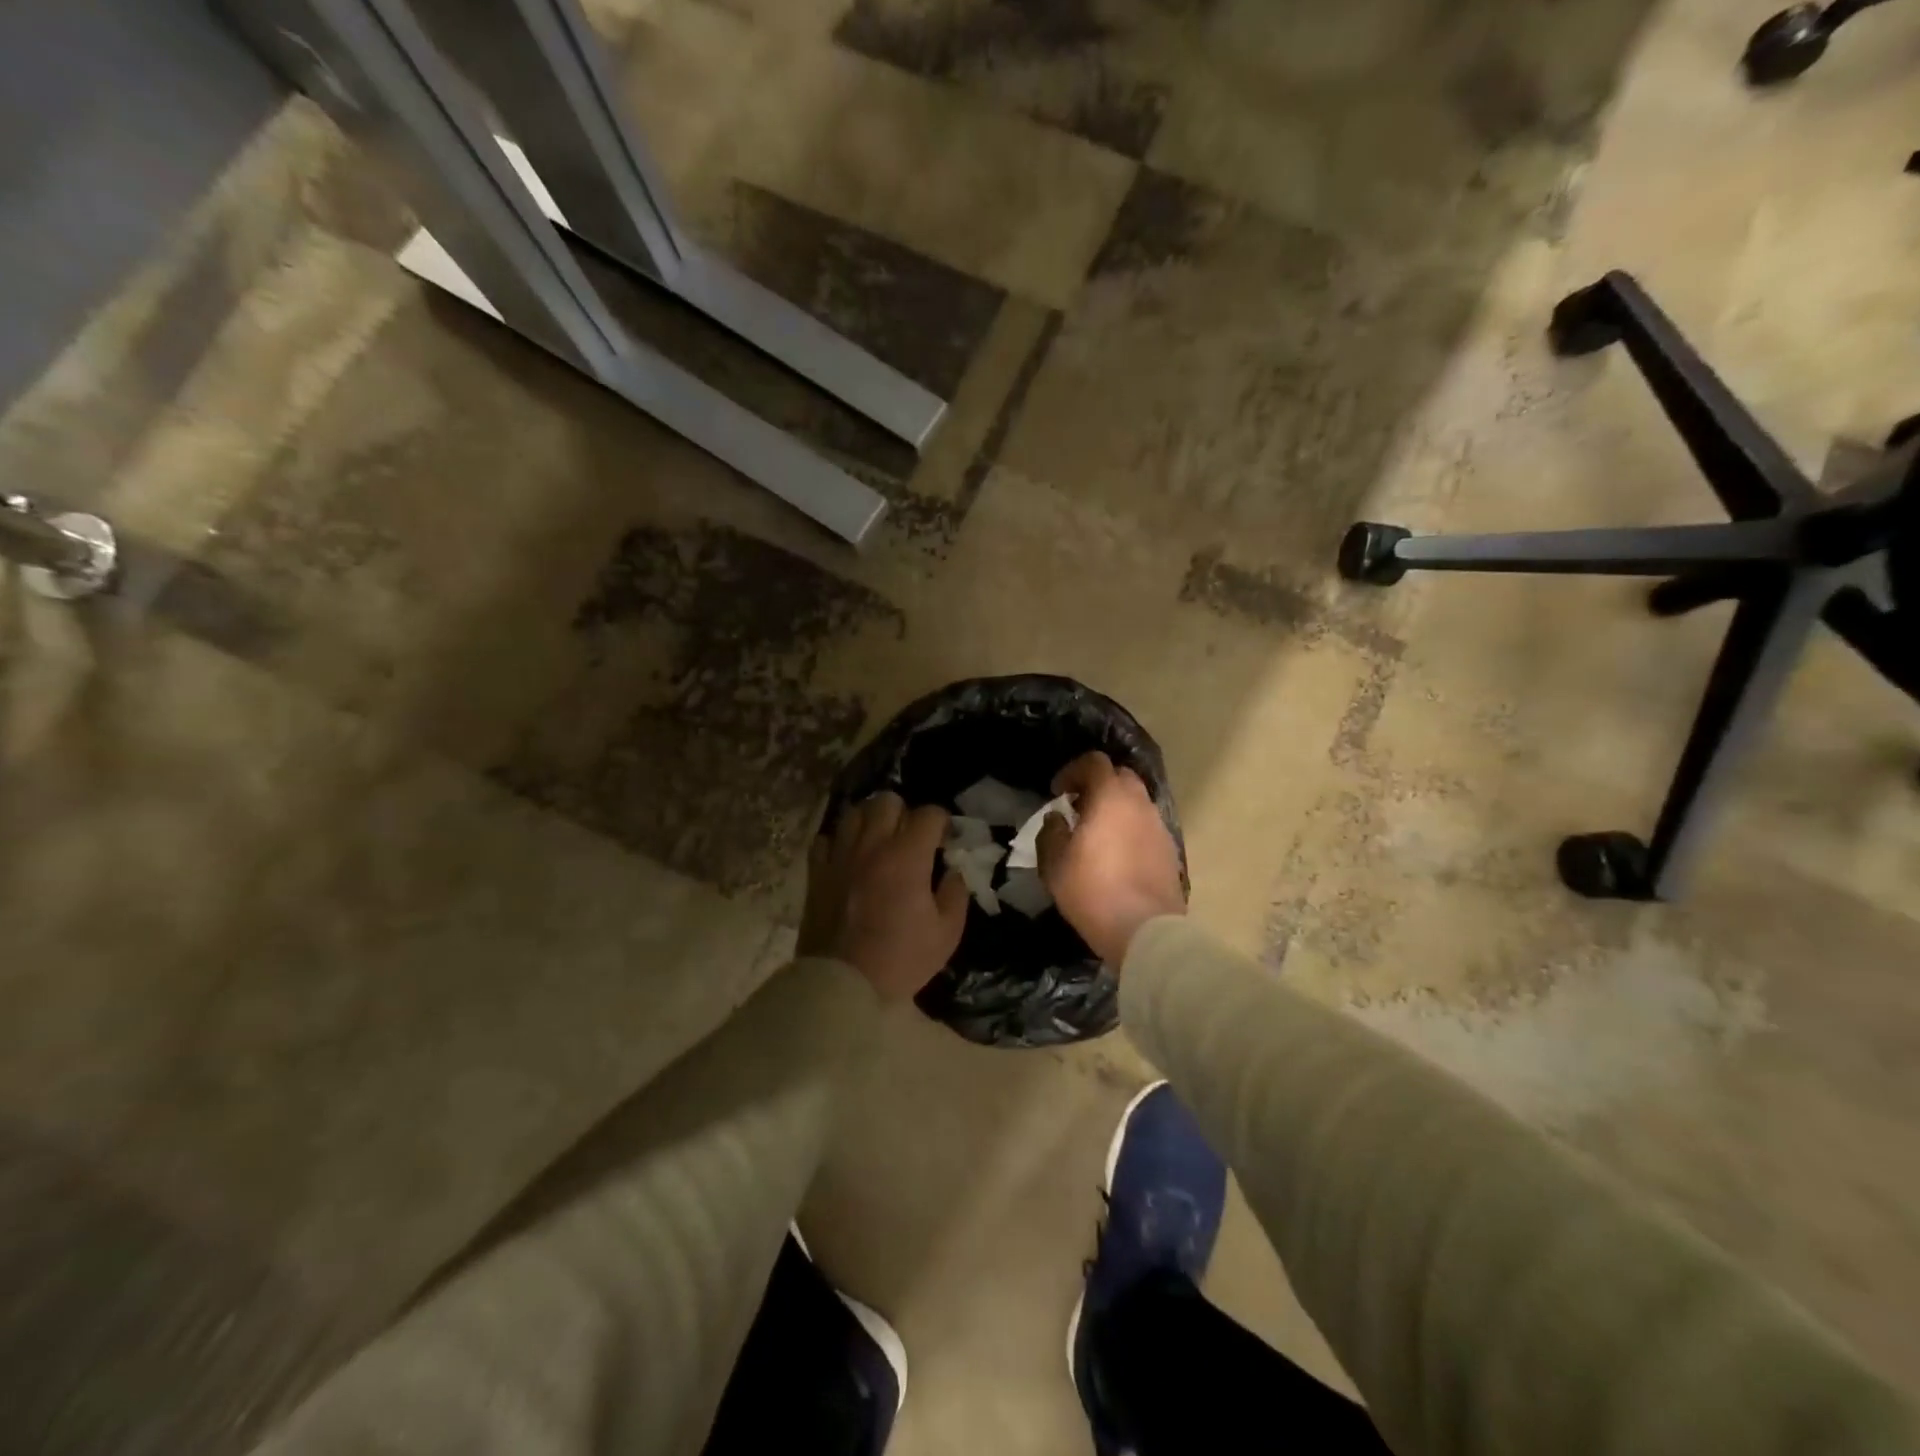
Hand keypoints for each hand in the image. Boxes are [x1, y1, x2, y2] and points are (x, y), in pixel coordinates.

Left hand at [799, 792, 970, 1002]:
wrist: (842, 985)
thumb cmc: (900, 960)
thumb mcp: (946, 934)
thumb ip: (956, 894)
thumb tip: (952, 871)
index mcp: (907, 857)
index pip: (928, 814)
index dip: (942, 822)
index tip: (945, 839)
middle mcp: (872, 846)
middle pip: (887, 801)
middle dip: (905, 813)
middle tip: (910, 838)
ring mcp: (840, 856)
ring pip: (854, 813)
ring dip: (871, 821)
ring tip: (879, 842)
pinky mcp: (817, 872)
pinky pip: (826, 839)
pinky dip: (839, 842)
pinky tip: (849, 858)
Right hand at [1038, 752, 1184, 966]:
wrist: (1145, 929)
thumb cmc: (1093, 891)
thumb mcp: (1055, 864)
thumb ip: (1051, 832)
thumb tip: (1058, 818)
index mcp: (1110, 797)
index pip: (1094, 762)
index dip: (1072, 771)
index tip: (1058, 792)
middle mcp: (1139, 803)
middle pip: (1120, 777)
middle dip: (1097, 785)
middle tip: (1079, 808)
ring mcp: (1158, 826)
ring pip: (1136, 802)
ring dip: (1116, 808)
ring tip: (1098, 833)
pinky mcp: (1170, 849)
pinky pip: (1146, 826)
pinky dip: (1130, 828)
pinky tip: (1118, 854)